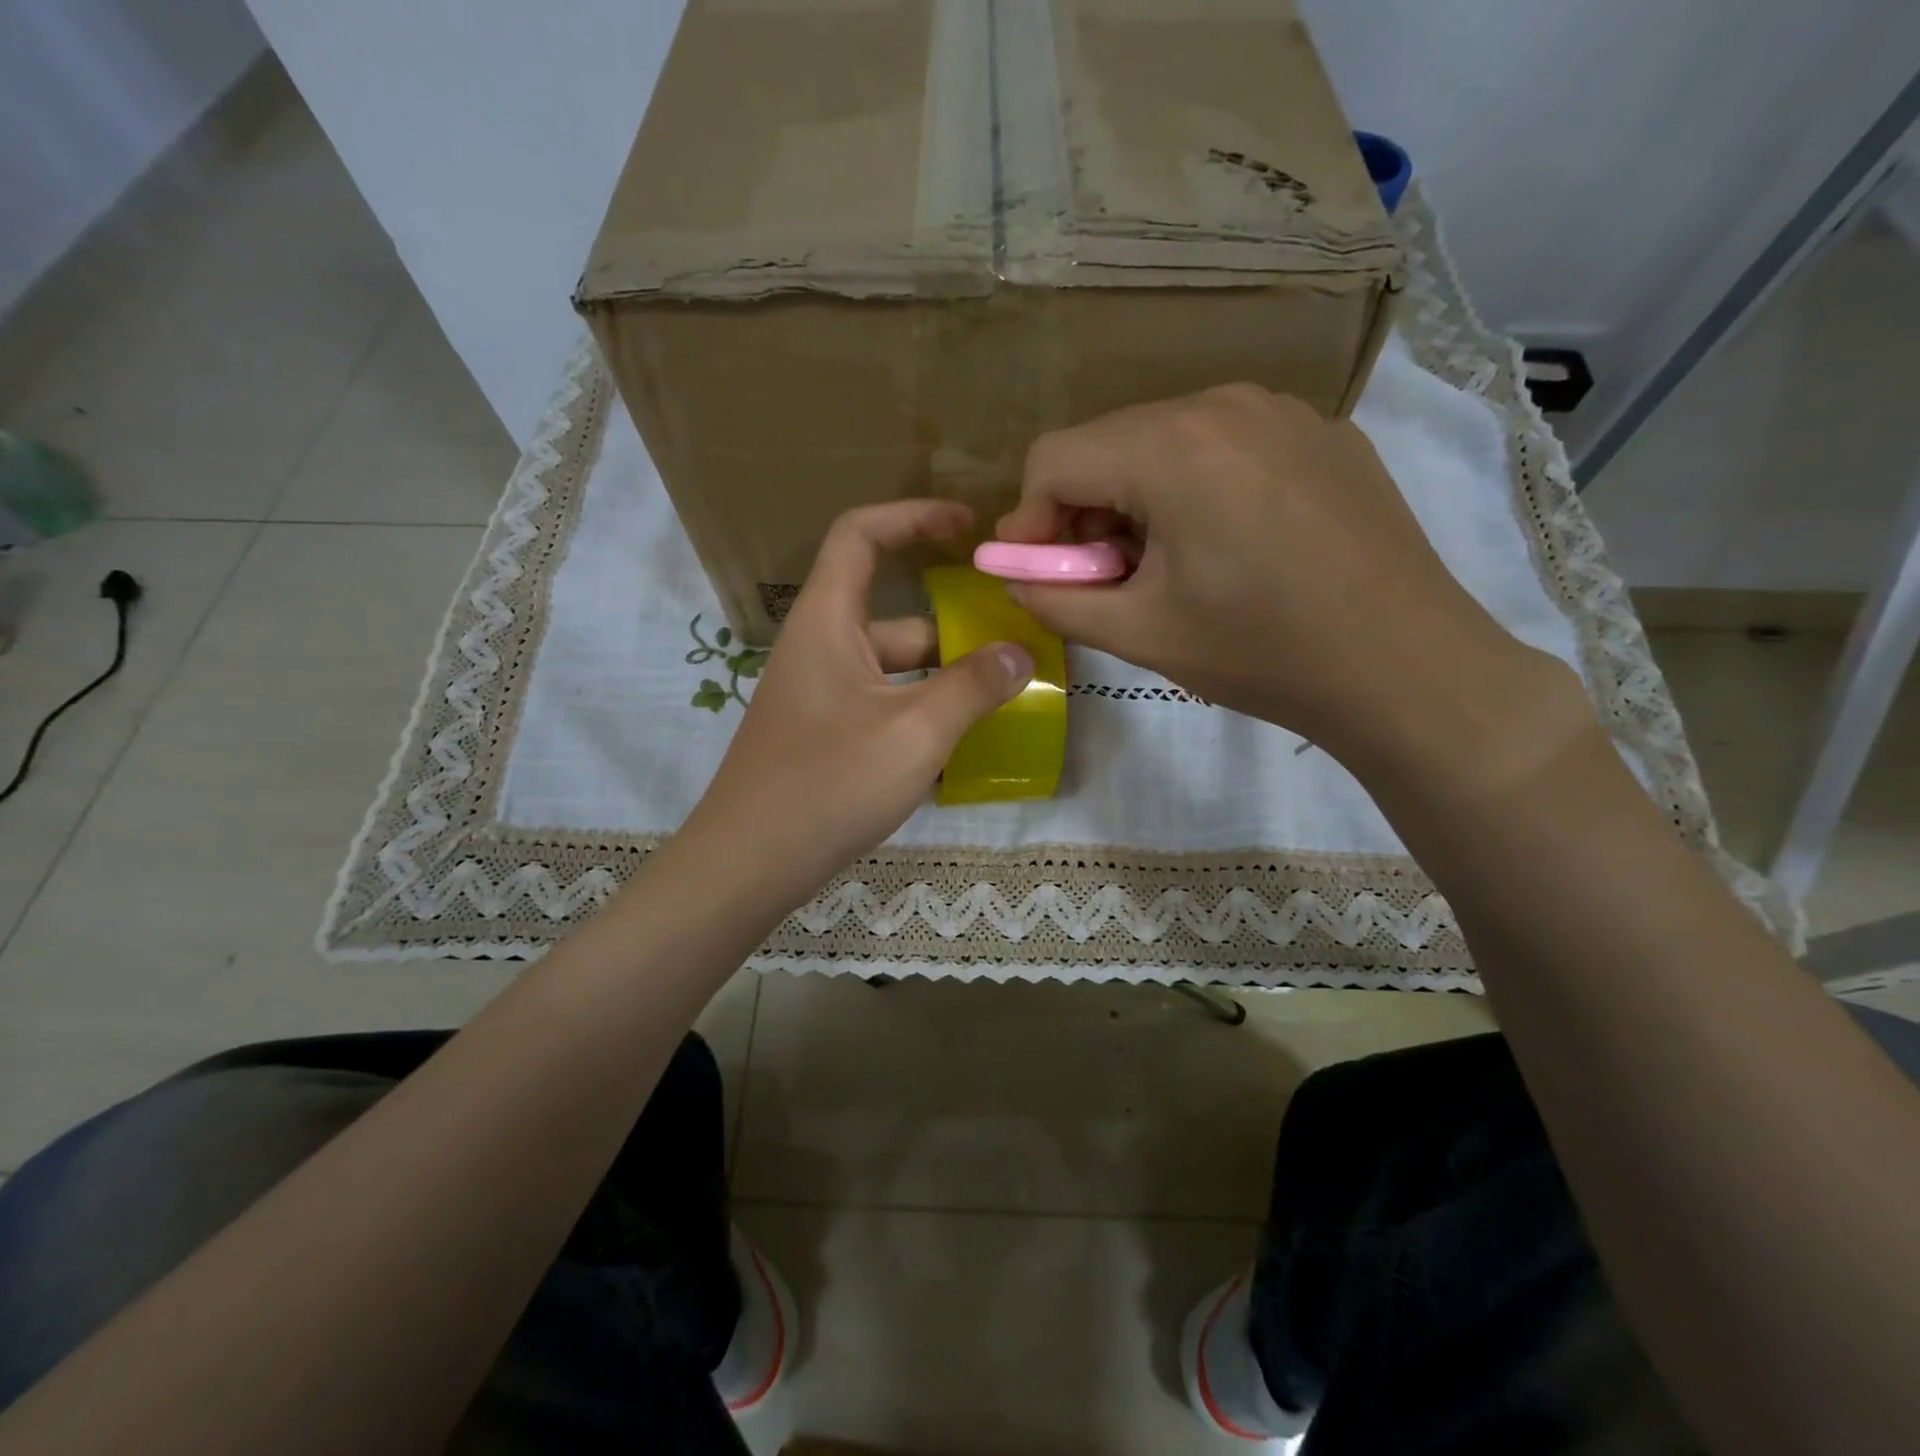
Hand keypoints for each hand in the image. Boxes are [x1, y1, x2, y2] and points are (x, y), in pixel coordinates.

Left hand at [680, 500, 1033, 911]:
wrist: (749, 864)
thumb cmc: (828, 783)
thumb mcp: (914, 732)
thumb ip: (972, 687)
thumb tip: (1019, 654)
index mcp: (827, 622)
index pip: (862, 535)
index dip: (914, 516)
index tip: (968, 527)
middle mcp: (821, 649)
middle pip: (894, 614)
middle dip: (954, 625)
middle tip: (1014, 642)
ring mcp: (822, 696)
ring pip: (894, 670)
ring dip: (945, 679)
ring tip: (1005, 698)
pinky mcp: (826, 736)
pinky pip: (884, 707)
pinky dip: (922, 715)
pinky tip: (965, 747)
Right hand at [996, 383, 1578, 782]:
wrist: (1406, 667)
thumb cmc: (1263, 653)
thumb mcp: (1139, 635)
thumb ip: (1055, 600)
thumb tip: (1013, 576)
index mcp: (1172, 448)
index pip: (1054, 457)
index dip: (1029, 520)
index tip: (1038, 573)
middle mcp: (1225, 403)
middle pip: (1110, 444)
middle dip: (1085, 512)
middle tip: (1101, 579)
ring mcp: (1283, 411)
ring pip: (1166, 441)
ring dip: (1139, 501)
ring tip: (1165, 567)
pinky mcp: (1323, 433)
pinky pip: (1226, 445)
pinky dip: (1197, 489)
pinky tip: (1228, 547)